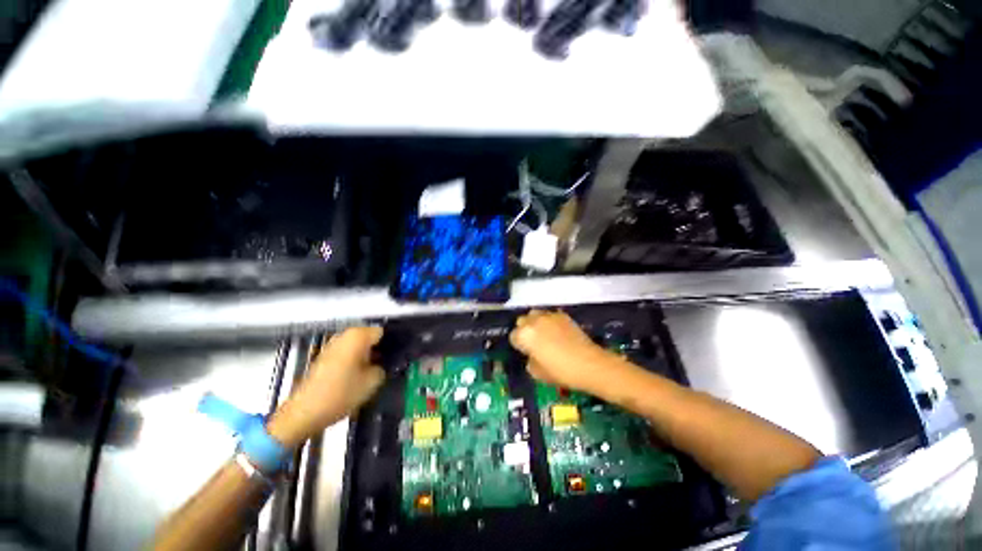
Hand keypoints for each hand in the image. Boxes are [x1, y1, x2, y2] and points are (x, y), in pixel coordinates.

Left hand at [268, 327, 384, 446]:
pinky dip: (355, 359)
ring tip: (374, 371)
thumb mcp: (373, 381)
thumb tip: (384, 363)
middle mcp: (344, 335)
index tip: (397, 356)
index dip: (392, 343)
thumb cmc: (341, 393)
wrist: (304, 413)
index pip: (383, 332)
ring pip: (358, 344)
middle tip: (387, 364)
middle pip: (370, 336)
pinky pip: (347, 352)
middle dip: (379, 348)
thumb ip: (384, 367)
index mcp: (358, 336)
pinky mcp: (324, 356)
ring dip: (367, 354)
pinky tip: (358, 375)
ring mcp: (332, 345)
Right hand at [509, 310, 610, 393]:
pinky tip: (557, 332)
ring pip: (535, 314)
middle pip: (522, 321)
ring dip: (535, 322)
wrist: (588, 363)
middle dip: (525, 330)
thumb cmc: (560, 371)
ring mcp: (549, 316)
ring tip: (543, 333)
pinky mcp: (562, 315)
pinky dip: (549, 321)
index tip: (525, 352)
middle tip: (533, 342)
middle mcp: (534, 321)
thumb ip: (530, 361)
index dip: (519, 345)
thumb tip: (532, 355)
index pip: (513, 336)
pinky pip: (550, 315)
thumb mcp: (537, 373)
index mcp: (524, 335)